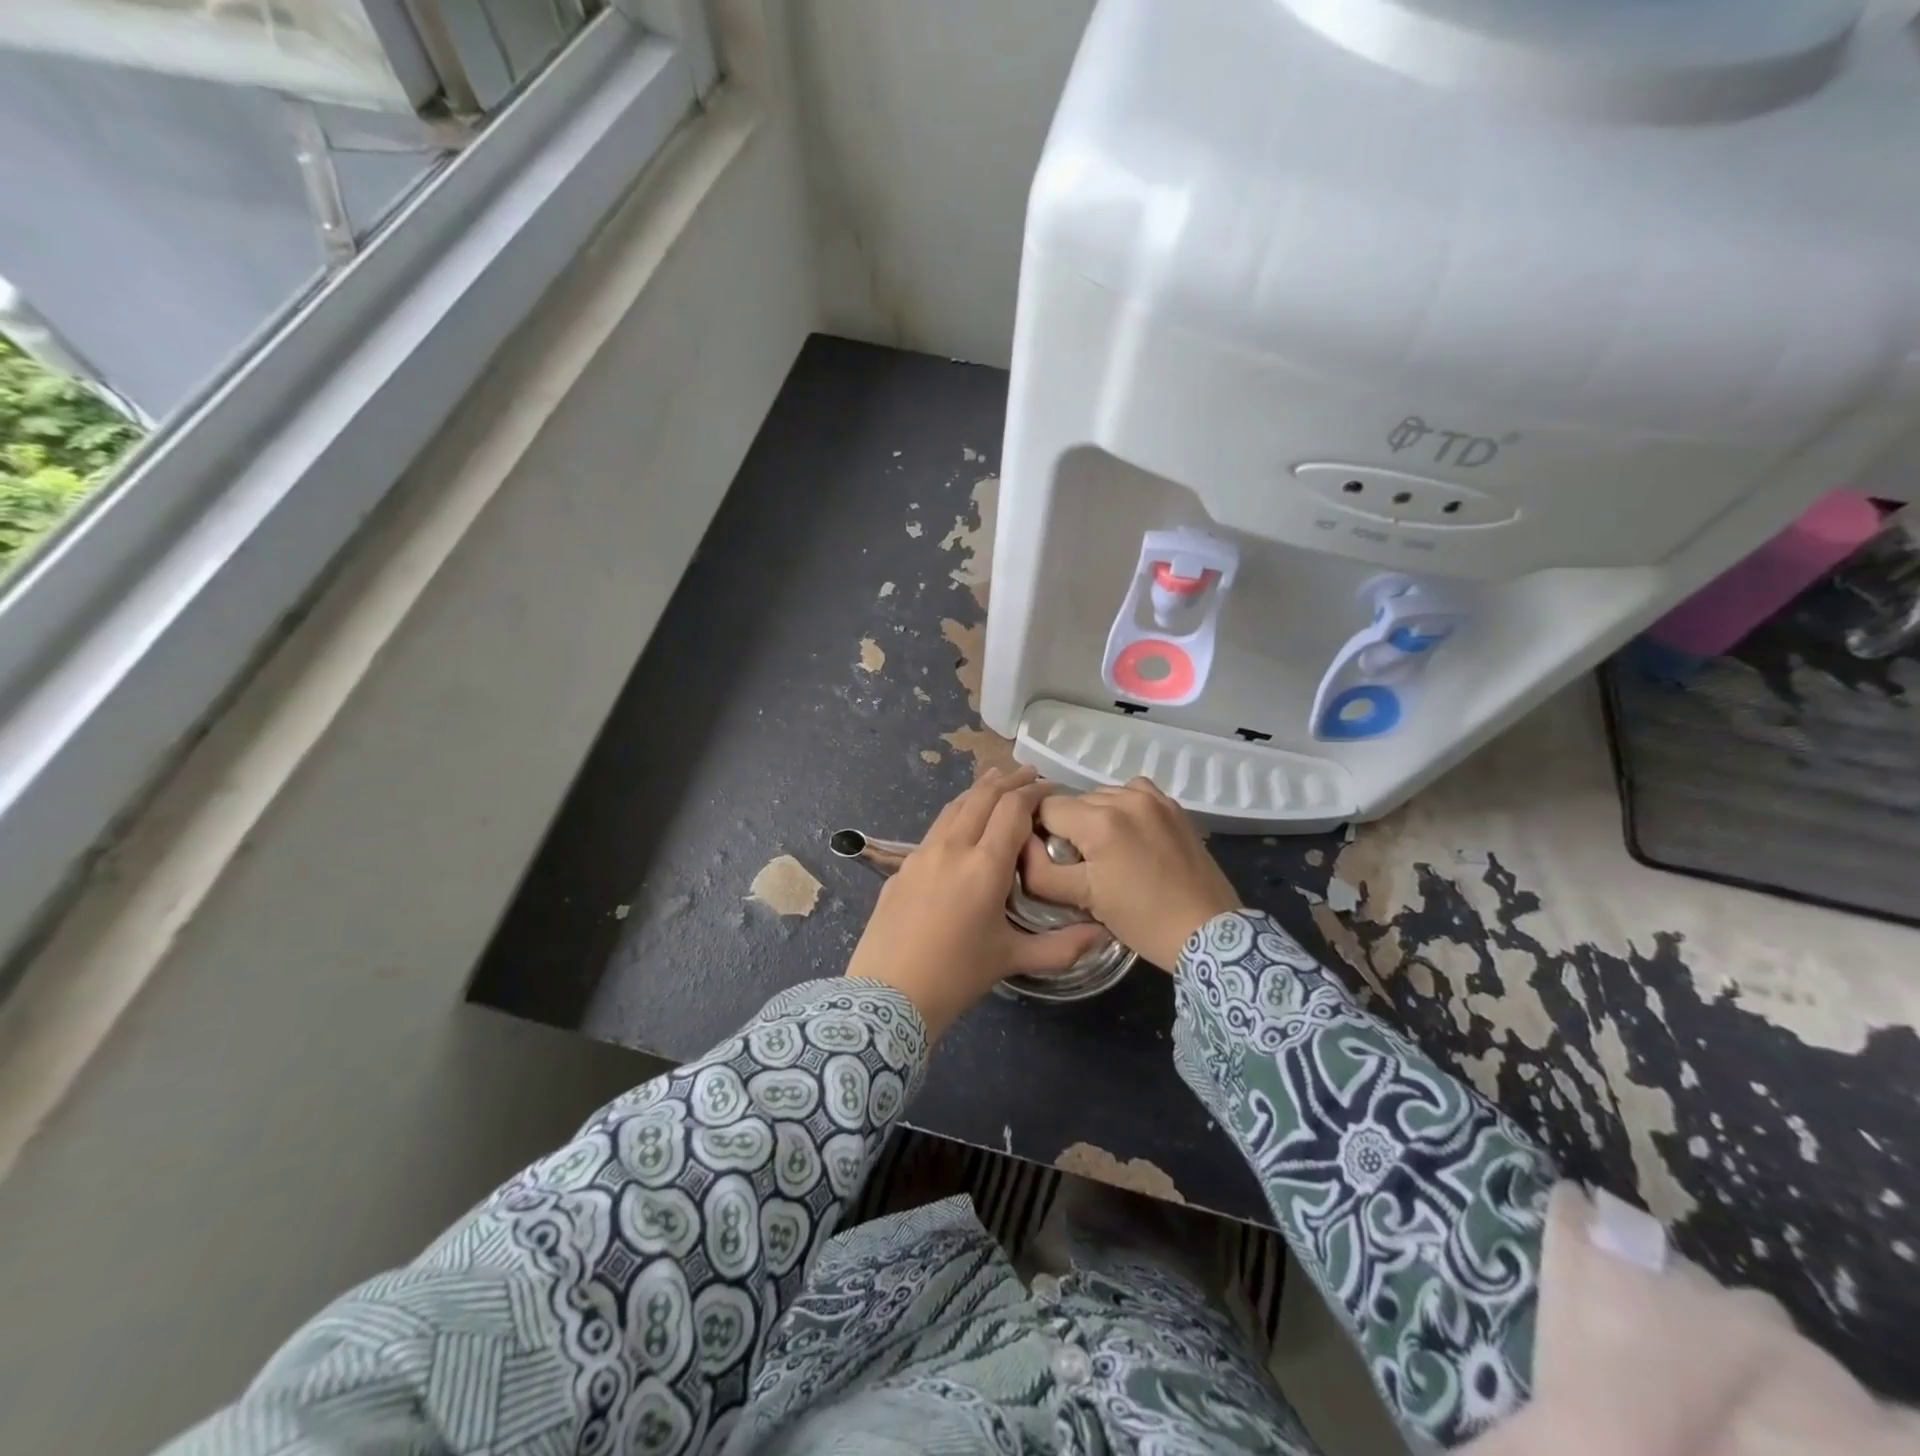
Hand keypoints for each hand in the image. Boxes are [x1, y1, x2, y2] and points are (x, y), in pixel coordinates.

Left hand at [844, 768, 1108, 1036]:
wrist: (886, 995)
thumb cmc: (956, 976)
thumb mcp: (1012, 959)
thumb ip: (1062, 946)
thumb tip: (1103, 935)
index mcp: (984, 866)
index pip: (1012, 809)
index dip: (1033, 792)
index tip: (1050, 787)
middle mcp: (952, 848)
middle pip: (982, 797)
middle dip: (1008, 780)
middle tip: (1029, 773)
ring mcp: (921, 854)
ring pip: (954, 807)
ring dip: (979, 790)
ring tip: (996, 780)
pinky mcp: (902, 866)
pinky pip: (935, 828)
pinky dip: (957, 813)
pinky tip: (961, 823)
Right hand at [1018, 778, 1240, 970]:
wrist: (1209, 932)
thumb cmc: (1142, 920)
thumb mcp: (1083, 899)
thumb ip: (1040, 871)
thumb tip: (1022, 846)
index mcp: (1099, 821)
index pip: (1045, 808)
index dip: (1040, 833)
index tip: (1051, 859)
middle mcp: (1125, 798)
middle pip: (1073, 801)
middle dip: (1068, 827)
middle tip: (1080, 863)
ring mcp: (1153, 798)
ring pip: (1101, 796)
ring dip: (1095, 818)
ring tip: (1107, 852)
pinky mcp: (1173, 806)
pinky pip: (1132, 794)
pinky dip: (1123, 809)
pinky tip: (1129, 836)